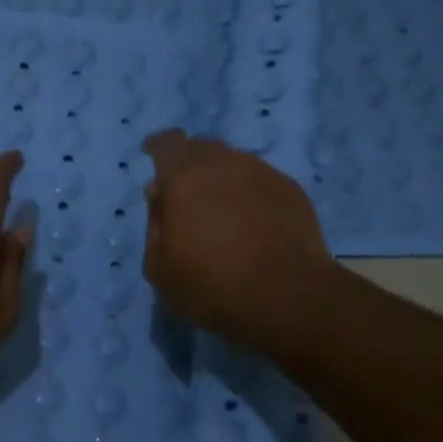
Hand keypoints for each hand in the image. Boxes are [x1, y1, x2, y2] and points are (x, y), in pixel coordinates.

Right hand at [142, 129, 334, 350]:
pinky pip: (259, 181)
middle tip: (184, 192)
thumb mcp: (159, 268)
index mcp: (184, 178)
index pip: (167, 144)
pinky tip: (249, 221)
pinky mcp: (290, 190)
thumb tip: (159, 195)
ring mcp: (262, 173)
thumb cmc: (211, 286)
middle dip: (188, 163)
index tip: (152, 155)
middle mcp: (224, 163)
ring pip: (232, 162)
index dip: (158, 147)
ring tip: (218, 208)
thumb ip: (154, 224)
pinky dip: (247, 193)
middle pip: (201, 148)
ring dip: (220, 178)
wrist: (288, 297)